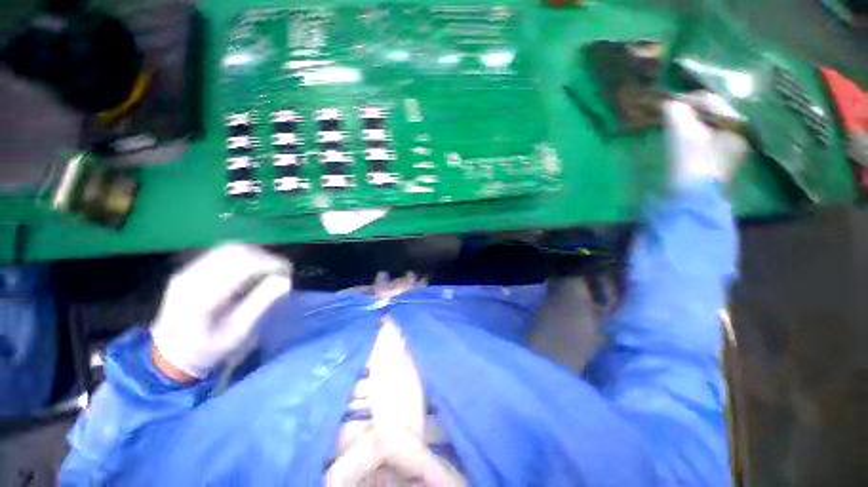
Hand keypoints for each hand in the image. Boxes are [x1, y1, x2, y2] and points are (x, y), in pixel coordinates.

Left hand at [151, 243, 291, 380]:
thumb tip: (286, 280)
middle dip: (265, 257)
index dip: (270, 263)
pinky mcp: (188, 270)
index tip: (288, 272)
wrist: (169, 355)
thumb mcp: (237, 332)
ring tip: (269, 268)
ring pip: (229, 248)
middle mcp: (191, 277)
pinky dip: (243, 257)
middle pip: (235, 251)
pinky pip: (221, 254)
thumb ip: (261, 303)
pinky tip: (252, 269)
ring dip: (255, 254)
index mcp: (201, 296)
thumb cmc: (207, 349)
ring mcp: (186, 271)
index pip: (242, 264)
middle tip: (281, 270)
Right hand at [664, 92, 748, 188]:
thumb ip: (676, 111)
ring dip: (690, 124)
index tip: (665, 104)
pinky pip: (708, 138)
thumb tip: (669, 102)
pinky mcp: (721, 160)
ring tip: (672, 128)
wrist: (692, 197)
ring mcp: (733, 147)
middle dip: (689, 112)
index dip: (686, 99)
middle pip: (711, 113)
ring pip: (708, 126)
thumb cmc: (690, 161)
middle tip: (668, 117)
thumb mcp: (682, 132)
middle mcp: (740, 131)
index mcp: (737, 122)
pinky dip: (693, 135)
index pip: (710, 100)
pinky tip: (681, 141)